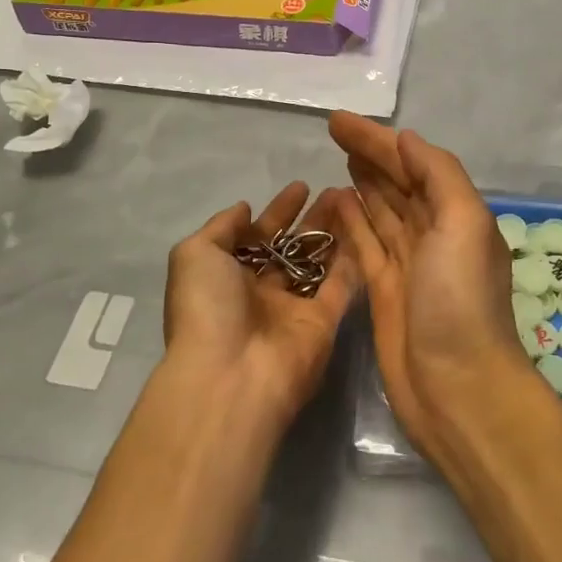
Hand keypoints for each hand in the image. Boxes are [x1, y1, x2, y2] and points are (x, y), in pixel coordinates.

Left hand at [163, 181, 358, 429]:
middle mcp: (262, 293)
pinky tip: (366, 227)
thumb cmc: (208, 309)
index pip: (258, 237)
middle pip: (292, 249)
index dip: (278, 212)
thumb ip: (221, 226)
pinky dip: (353, 259)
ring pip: (320, 263)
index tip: (300, 186)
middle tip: (335, 190)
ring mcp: (295, 309)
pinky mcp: (324, 323)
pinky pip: (342, 285)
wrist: (231, 375)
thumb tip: (244, 208)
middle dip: (312, 220)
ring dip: (335, 233)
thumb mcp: (195, 255)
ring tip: (353, 201)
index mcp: (229, 278)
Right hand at [328, 113, 529, 461]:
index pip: (412, 163)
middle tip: (333, 129)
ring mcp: (408, 263)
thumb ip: (438, 174)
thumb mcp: (463, 223)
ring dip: (362, 182)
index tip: (340, 120)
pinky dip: (353, 220)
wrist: (457, 387)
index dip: (378, 139)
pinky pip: (365, 243)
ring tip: (338, 157)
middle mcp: (434, 233)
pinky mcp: (384, 290)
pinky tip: (335, 201)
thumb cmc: (460, 299)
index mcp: (456, 213)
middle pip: (396, 181)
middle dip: (368, 154)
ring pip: (380, 210)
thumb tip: (406, 140)